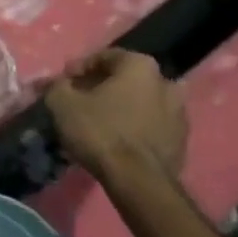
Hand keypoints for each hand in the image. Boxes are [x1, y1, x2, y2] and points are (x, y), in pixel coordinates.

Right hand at [46, 48, 187, 180]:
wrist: (138, 180)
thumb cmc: (100, 131)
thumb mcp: (62, 103)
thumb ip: (56, 86)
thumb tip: (56, 83)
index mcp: (140, 66)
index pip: (105, 56)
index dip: (79, 68)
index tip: (63, 82)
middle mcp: (166, 82)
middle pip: (126, 79)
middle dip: (102, 88)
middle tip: (80, 101)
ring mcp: (180, 113)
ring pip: (141, 103)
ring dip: (121, 108)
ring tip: (99, 123)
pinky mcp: (181, 141)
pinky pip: (151, 126)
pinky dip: (134, 128)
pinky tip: (116, 141)